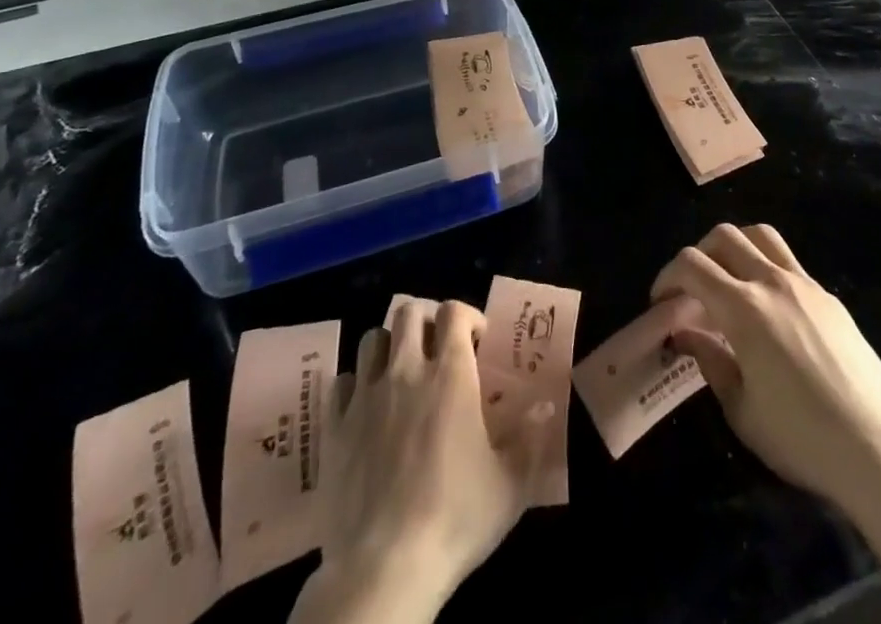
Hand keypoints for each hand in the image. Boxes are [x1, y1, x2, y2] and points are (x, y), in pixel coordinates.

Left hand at [296, 300, 542, 623]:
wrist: (384, 568)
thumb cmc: (456, 518)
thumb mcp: (510, 483)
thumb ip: (530, 439)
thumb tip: (546, 407)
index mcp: (451, 374)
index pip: (453, 311)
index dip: (467, 316)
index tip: (476, 341)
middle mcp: (406, 370)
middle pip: (408, 311)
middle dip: (425, 319)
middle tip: (437, 346)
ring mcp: (366, 396)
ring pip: (372, 339)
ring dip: (389, 346)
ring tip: (401, 371)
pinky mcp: (334, 427)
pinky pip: (341, 381)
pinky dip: (355, 384)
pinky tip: (366, 406)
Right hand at [652, 224, 880, 519]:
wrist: (877, 448)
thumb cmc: (801, 438)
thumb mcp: (741, 410)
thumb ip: (710, 360)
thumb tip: (686, 333)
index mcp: (744, 309)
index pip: (692, 265)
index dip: (667, 276)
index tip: (661, 302)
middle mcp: (772, 282)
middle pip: (724, 236)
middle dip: (698, 255)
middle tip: (692, 290)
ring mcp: (805, 284)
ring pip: (760, 235)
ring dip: (734, 247)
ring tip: (728, 280)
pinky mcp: (828, 296)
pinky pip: (788, 262)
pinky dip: (765, 268)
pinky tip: (769, 309)